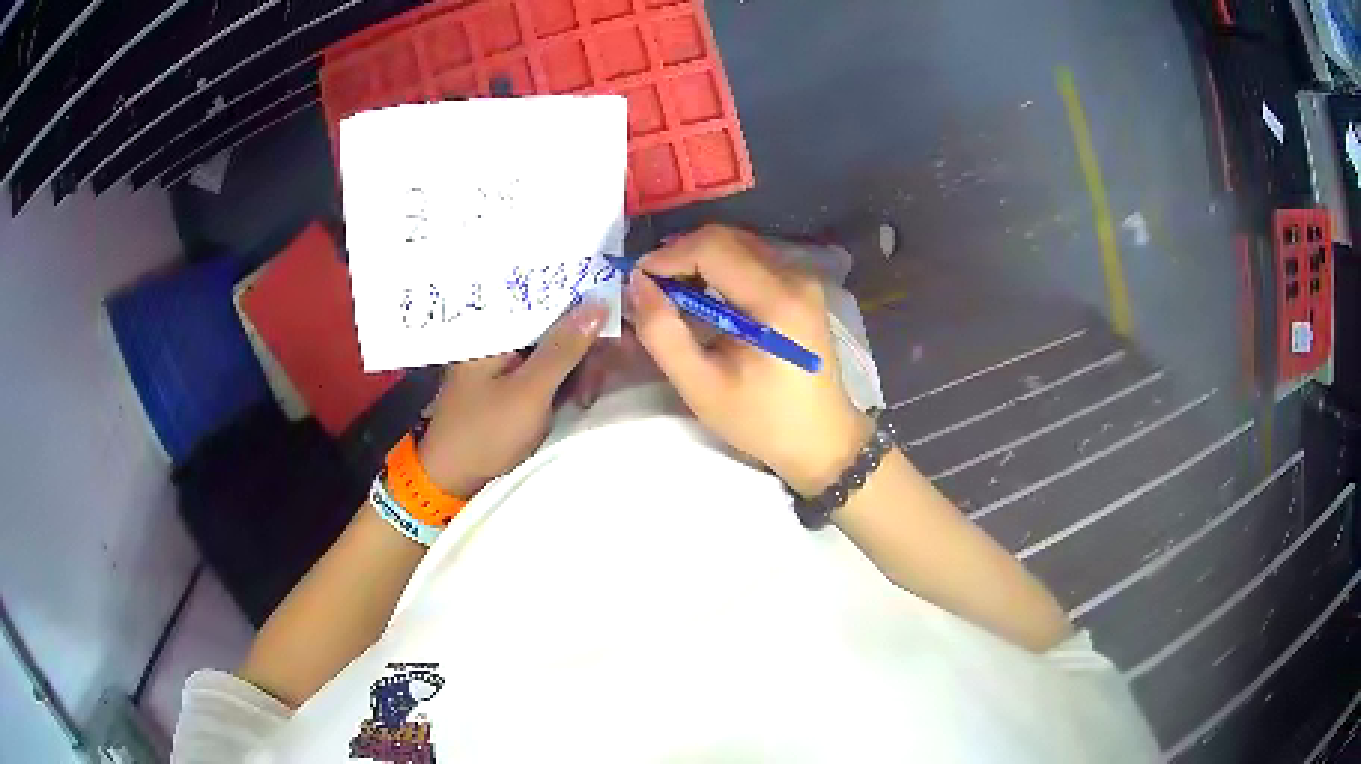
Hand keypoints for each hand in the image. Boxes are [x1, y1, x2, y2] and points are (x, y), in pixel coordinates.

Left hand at [415, 300, 607, 496]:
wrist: (453, 482)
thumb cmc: (486, 432)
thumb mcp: (530, 391)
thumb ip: (564, 348)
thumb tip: (599, 303)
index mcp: (492, 328)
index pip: (544, 297)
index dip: (582, 304)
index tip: (614, 320)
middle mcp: (498, 337)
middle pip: (553, 323)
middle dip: (582, 348)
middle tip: (599, 380)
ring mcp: (504, 362)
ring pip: (554, 349)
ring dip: (577, 370)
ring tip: (586, 398)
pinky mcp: (510, 384)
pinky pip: (546, 370)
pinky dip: (565, 382)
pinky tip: (577, 399)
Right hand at [627, 225, 870, 495]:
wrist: (821, 438)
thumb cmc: (762, 420)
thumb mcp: (701, 387)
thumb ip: (663, 333)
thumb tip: (637, 283)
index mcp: (776, 301)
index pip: (713, 248)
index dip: (668, 256)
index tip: (638, 281)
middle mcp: (796, 276)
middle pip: (726, 238)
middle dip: (680, 255)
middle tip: (651, 288)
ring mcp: (803, 277)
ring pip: (738, 243)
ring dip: (698, 259)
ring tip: (673, 293)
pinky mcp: (802, 284)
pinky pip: (752, 257)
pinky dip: (719, 268)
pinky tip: (704, 297)